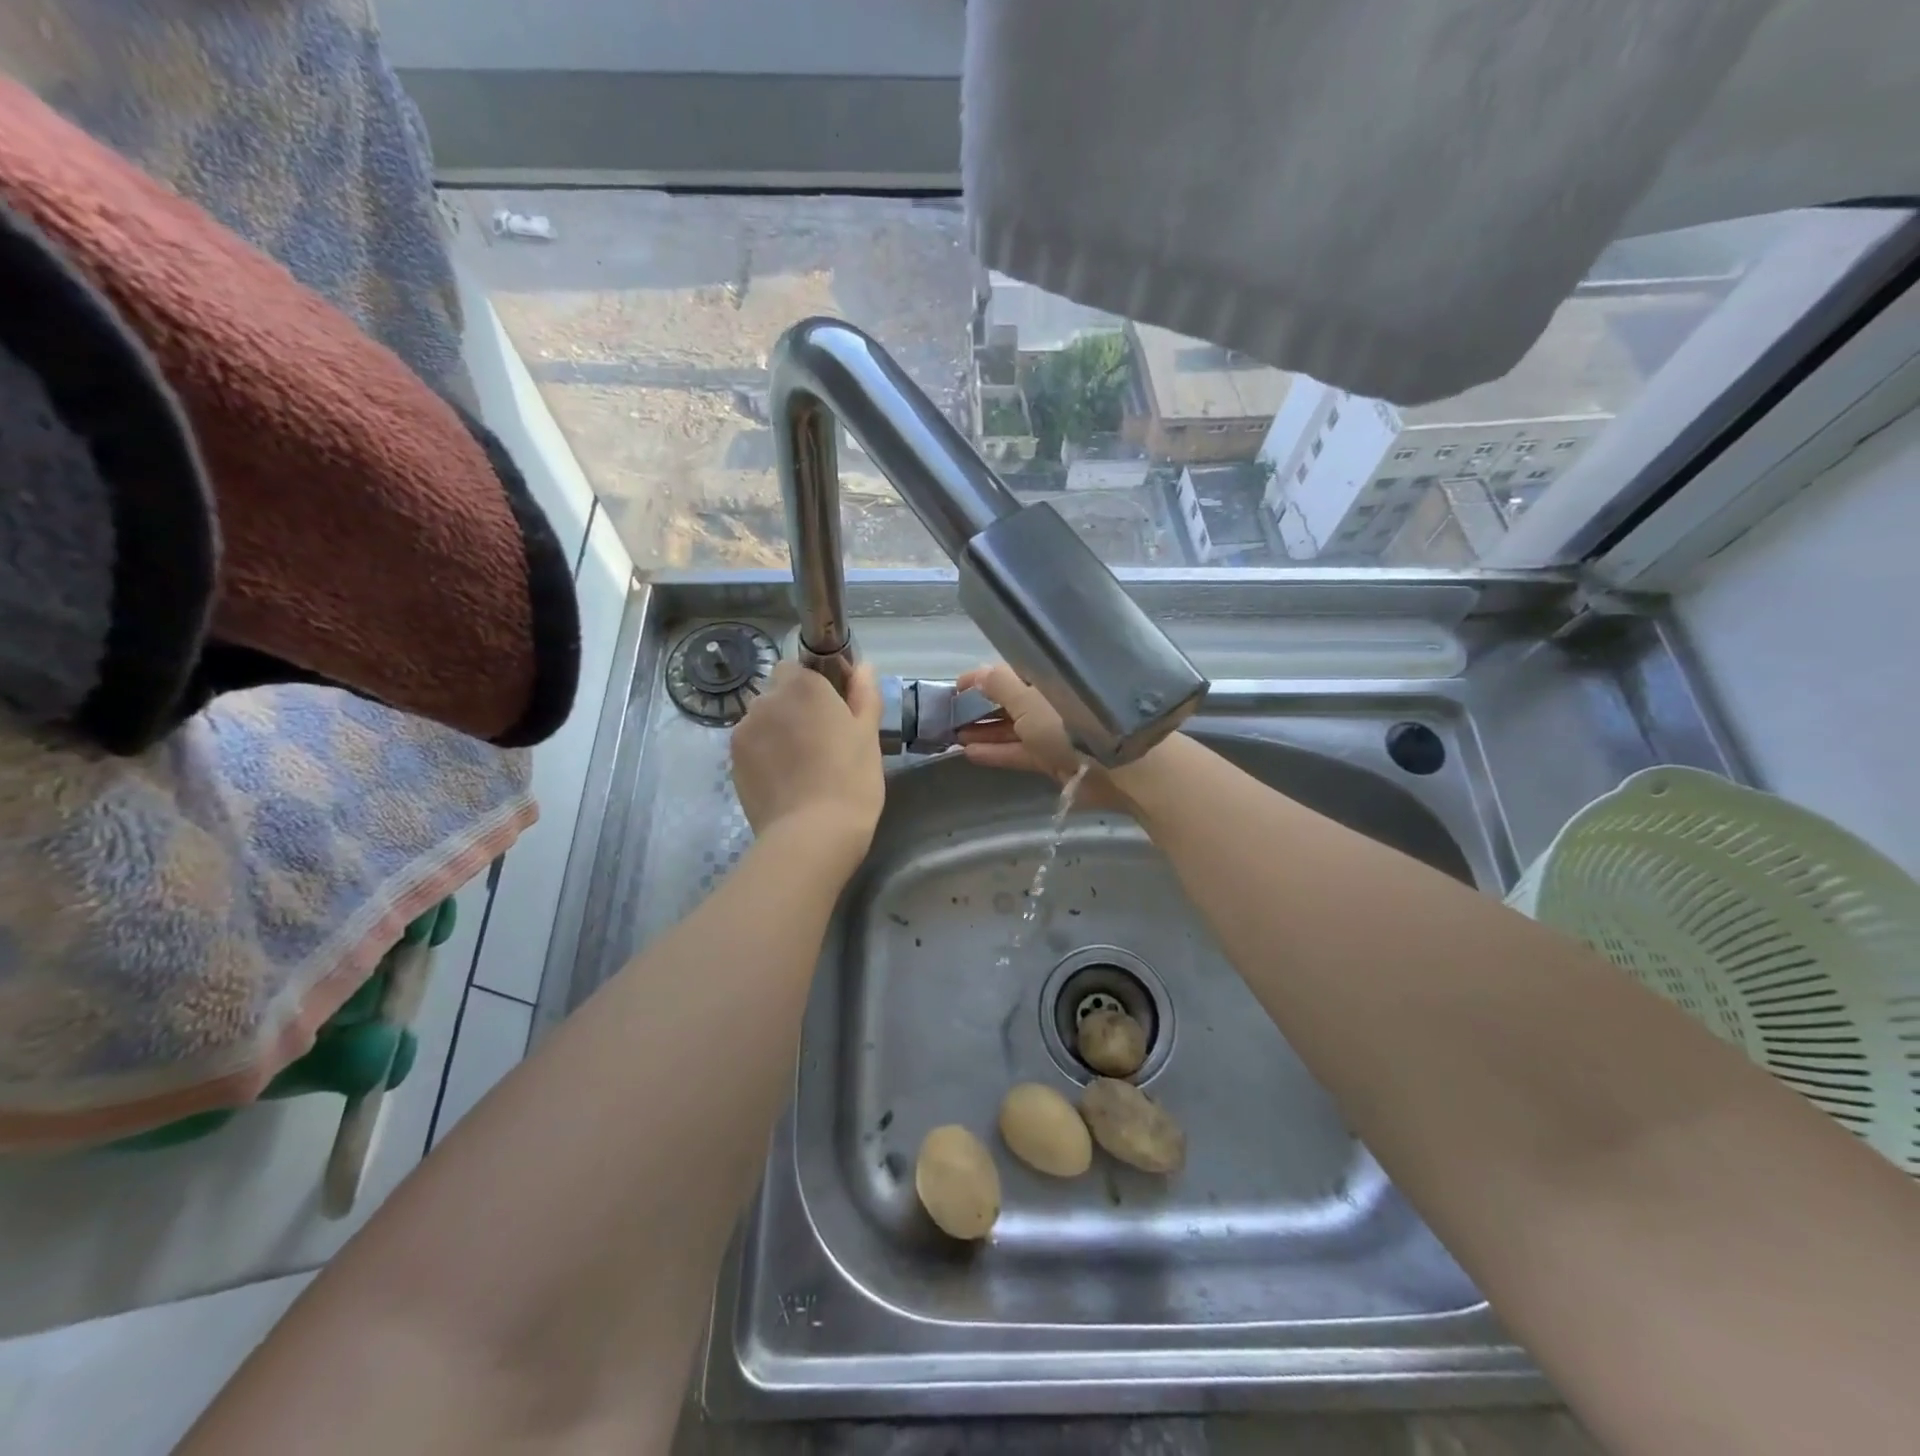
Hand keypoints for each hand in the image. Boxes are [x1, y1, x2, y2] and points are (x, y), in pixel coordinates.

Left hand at [730, 661, 884, 861]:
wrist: (811, 834)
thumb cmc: (851, 779)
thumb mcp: (868, 735)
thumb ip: (864, 694)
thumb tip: (863, 666)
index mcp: (804, 686)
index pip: (800, 667)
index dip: (816, 686)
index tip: (834, 711)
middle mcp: (766, 700)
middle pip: (778, 693)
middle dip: (793, 707)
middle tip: (821, 740)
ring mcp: (744, 731)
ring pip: (762, 720)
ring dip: (776, 731)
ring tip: (801, 765)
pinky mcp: (732, 761)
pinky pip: (751, 746)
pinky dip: (764, 755)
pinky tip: (785, 781)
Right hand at [954, 663, 1084, 781]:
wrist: (1111, 766)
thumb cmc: (1066, 721)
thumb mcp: (1026, 699)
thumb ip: (999, 685)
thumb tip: (978, 674)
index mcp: (1047, 678)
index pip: (1010, 673)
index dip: (982, 679)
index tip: (955, 688)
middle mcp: (1049, 701)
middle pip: (1009, 701)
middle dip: (980, 708)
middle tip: (950, 716)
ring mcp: (1051, 731)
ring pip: (1012, 727)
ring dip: (984, 731)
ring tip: (953, 736)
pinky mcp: (1052, 757)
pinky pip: (1018, 750)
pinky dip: (996, 751)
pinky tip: (969, 753)